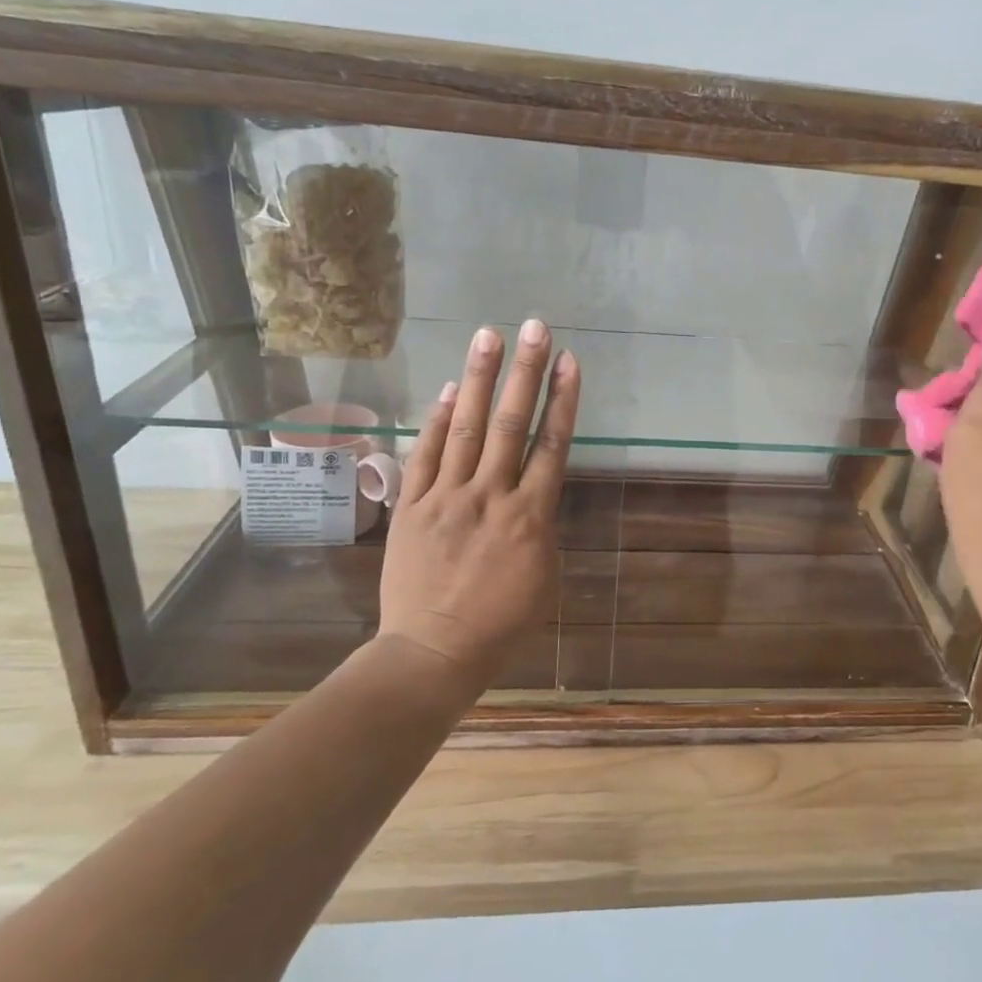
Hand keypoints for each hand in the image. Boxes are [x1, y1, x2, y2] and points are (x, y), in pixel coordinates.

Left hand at [375, 319, 580, 689]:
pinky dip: (438, 422)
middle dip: (526, 372)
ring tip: (490, 336)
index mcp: (531, 517)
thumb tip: (532, 492)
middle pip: (513, 424)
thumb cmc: (501, 624)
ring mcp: (447, 498)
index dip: (563, 400)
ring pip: (469, 429)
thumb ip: (541, 527)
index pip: (552, 446)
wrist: (433, 653)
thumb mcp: (543, 576)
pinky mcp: (412, 507)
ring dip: (481, 380)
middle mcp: (491, 496)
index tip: (569, 361)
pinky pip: (426, 457)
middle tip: (535, 328)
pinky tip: (451, 390)